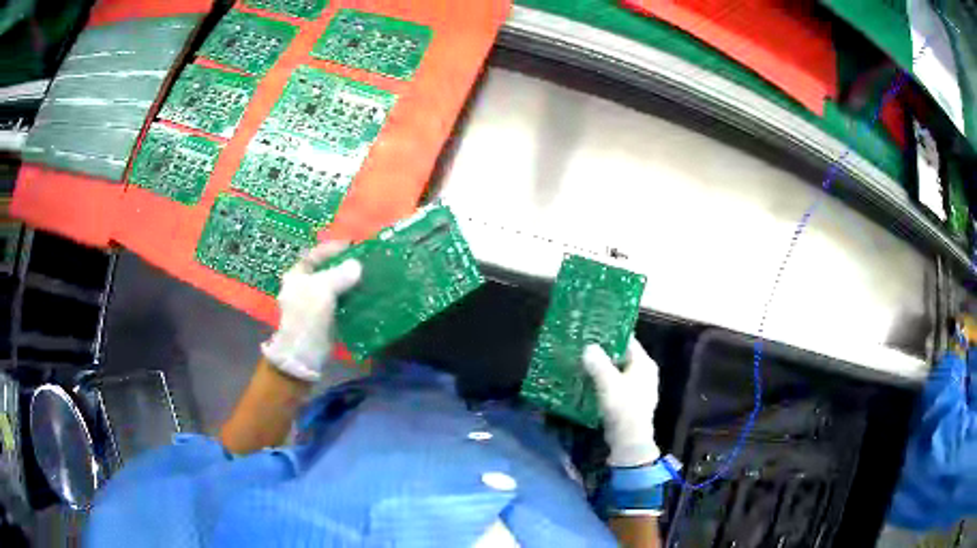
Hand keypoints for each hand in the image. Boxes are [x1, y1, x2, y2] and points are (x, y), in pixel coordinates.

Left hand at [261, 241, 361, 381]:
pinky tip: (367, 296)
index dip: (332, 249)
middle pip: (326, 271)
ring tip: (370, 277)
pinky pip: (341, 303)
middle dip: (344, 266)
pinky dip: (352, 299)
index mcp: (297, 276)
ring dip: (350, 283)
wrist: (304, 353)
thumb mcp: (322, 289)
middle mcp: (304, 287)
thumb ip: (340, 274)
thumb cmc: (307, 315)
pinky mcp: (326, 318)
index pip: (315, 255)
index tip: (352, 246)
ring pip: (335, 287)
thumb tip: (357, 265)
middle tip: (365, 262)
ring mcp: (315, 304)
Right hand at [583, 337, 659, 467]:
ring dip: (603, 369)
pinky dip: (605, 383)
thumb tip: (588, 348)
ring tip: (583, 364)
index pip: (627, 341)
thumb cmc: (623, 406)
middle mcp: (645, 373)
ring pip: (618, 372)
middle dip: (604, 353)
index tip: (592, 331)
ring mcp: (639, 388)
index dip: (610, 335)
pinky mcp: (631, 401)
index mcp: (644, 363)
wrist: (629, 439)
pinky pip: (616, 385)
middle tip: (583, 347)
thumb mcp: (608, 382)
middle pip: (622, 356)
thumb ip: (598, 363)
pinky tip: (589, 383)